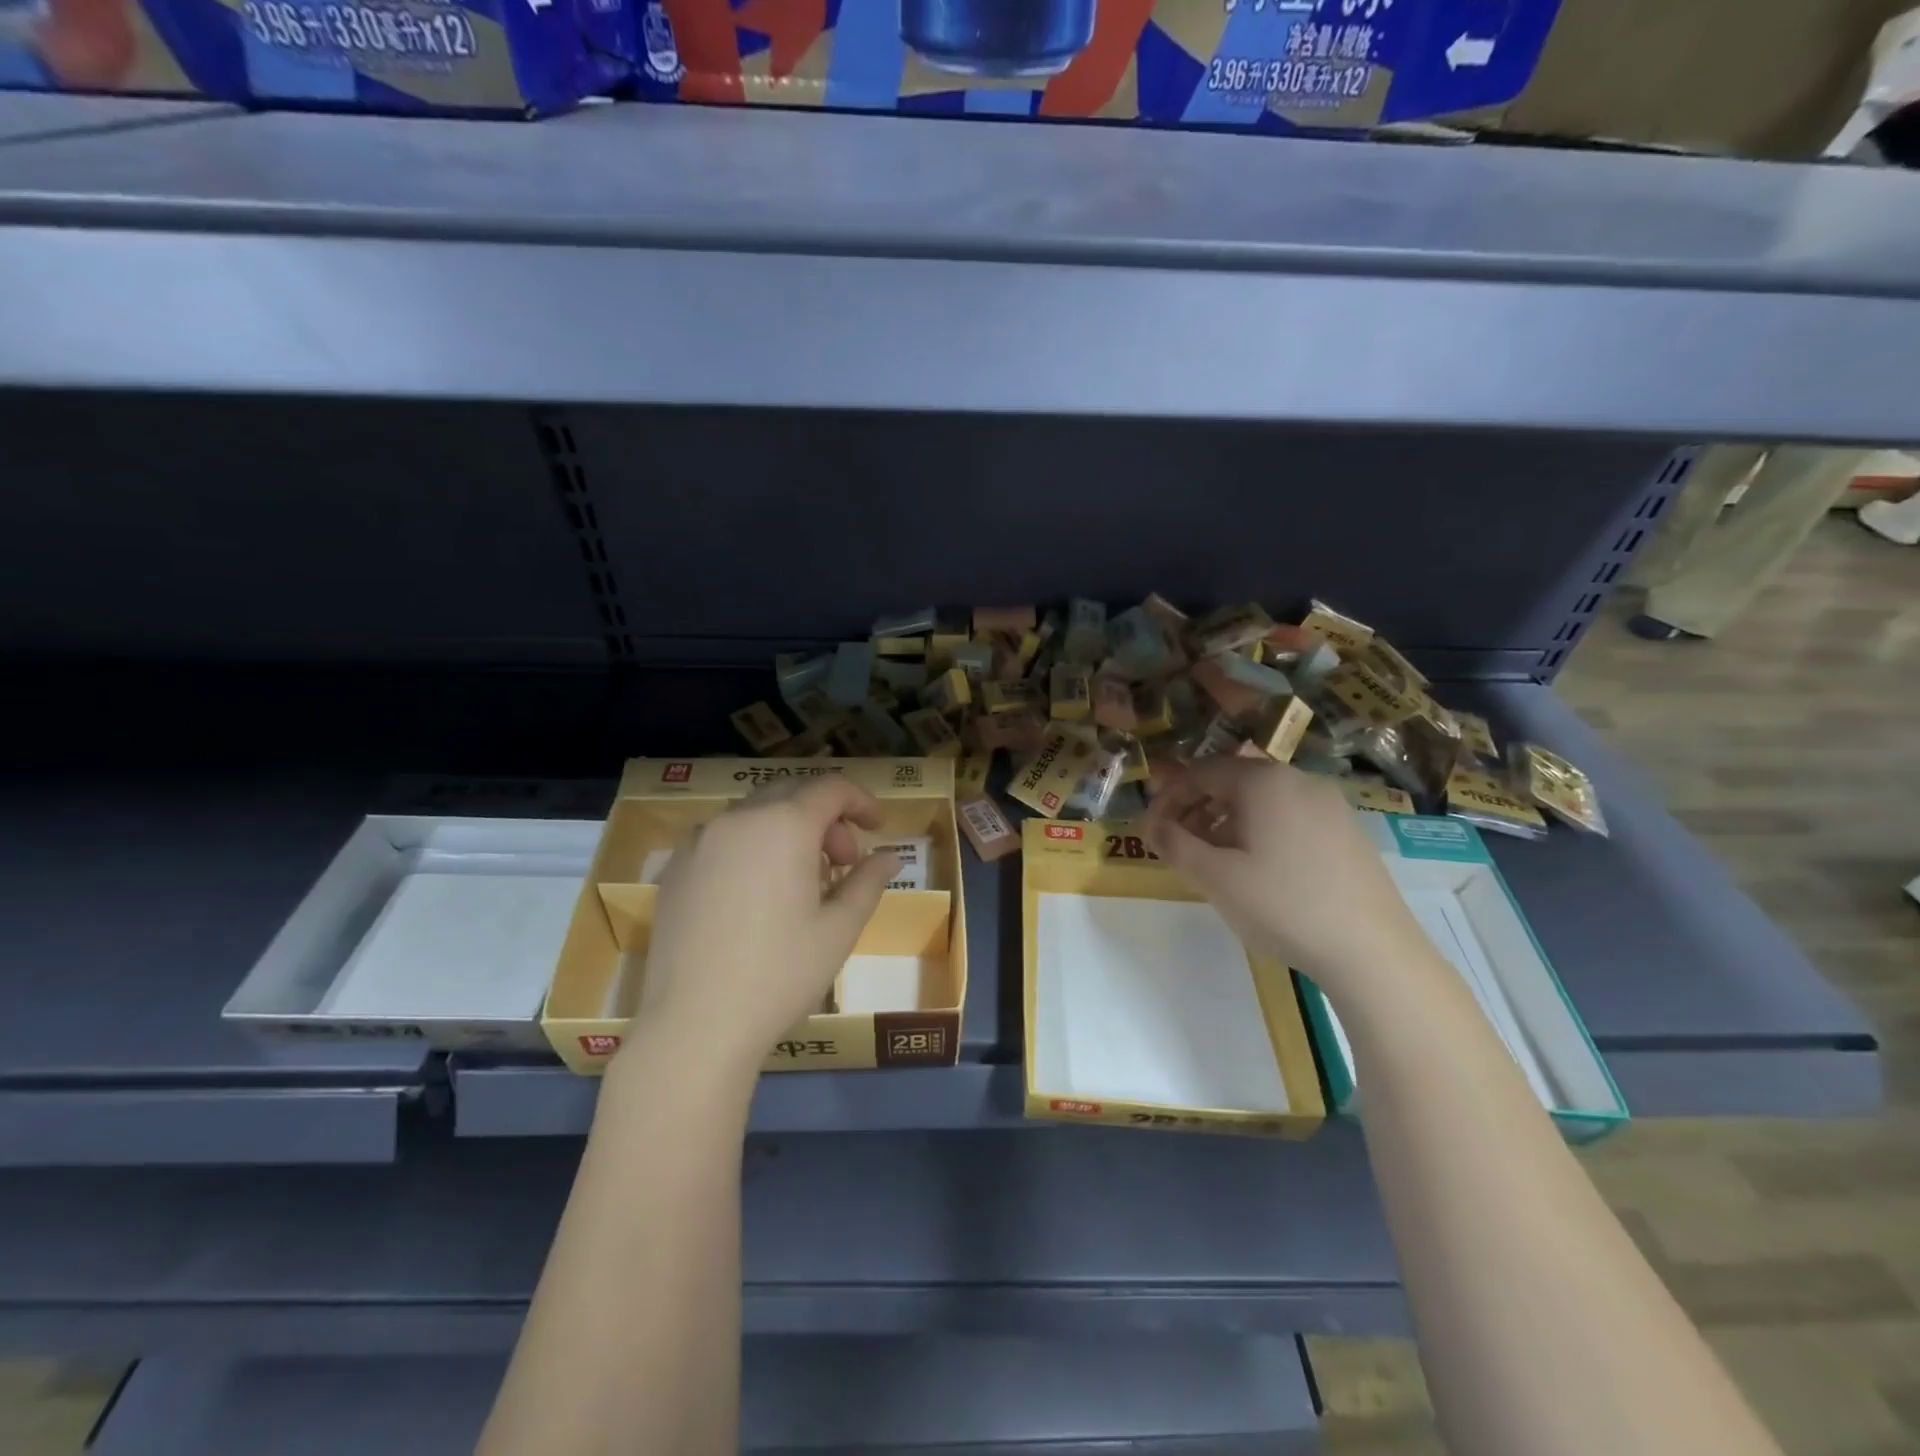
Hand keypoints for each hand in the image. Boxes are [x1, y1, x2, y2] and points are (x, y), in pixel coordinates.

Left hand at [636, 777, 899, 1066]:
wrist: (695, 1024)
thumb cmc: (780, 974)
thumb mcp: (839, 929)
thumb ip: (868, 881)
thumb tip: (888, 857)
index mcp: (784, 825)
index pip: (831, 788)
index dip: (861, 801)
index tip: (877, 829)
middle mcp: (738, 819)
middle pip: (792, 794)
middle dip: (826, 818)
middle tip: (842, 862)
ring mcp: (699, 841)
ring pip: (756, 814)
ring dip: (788, 830)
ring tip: (801, 880)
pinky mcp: (675, 868)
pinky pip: (724, 837)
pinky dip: (752, 846)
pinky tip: (756, 893)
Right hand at [1144, 759, 1428, 999]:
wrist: (1373, 951)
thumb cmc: (1283, 906)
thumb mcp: (1215, 877)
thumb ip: (1174, 844)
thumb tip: (1152, 825)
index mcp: (1264, 781)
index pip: (1201, 772)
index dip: (1168, 797)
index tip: (1150, 828)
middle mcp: (1298, 780)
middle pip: (1233, 781)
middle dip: (1196, 808)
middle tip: (1176, 842)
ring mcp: (1329, 805)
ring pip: (1262, 800)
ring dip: (1226, 821)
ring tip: (1211, 859)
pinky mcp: (1347, 831)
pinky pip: (1289, 816)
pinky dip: (1259, 830)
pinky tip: (1256, 868)